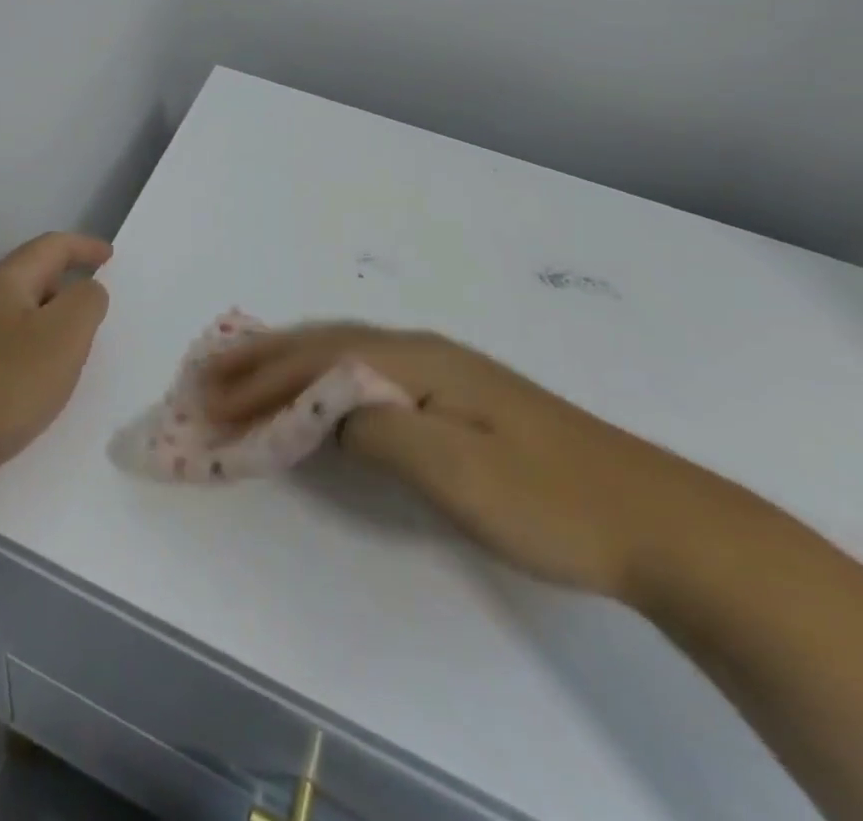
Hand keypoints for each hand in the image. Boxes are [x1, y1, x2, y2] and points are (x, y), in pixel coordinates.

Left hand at [0, 232, 112, 478]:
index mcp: (6, 282)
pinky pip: (5, 355)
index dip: (84, 247)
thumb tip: (87, 289)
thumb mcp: (63, 334)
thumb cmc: (3, 381)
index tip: (110, 256)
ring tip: (76, 351)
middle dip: (66, 287)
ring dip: (49, 327)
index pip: (50, 247)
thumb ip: (86, 303)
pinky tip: (39, 389)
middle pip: (31, 281)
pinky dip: (31, 359)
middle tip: (97, 308)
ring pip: (18, 321)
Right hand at [201, 323, 726, 601]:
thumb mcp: (457, 472)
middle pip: (322, 344)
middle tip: (206, 375)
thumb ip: (377, 430)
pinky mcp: (453, 395)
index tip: (211, 404)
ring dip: (285, 363)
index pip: (316, 360)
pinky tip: (312, 387)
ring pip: (341, 352)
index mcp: (415, 360)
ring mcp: (439, 369)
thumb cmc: (551, 500)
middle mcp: (419, 350)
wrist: (657, 519)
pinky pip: (363, 372)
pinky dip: (320, 376)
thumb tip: (320, 410)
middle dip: (260, 360)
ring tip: (241, 372)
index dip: (260, 381)